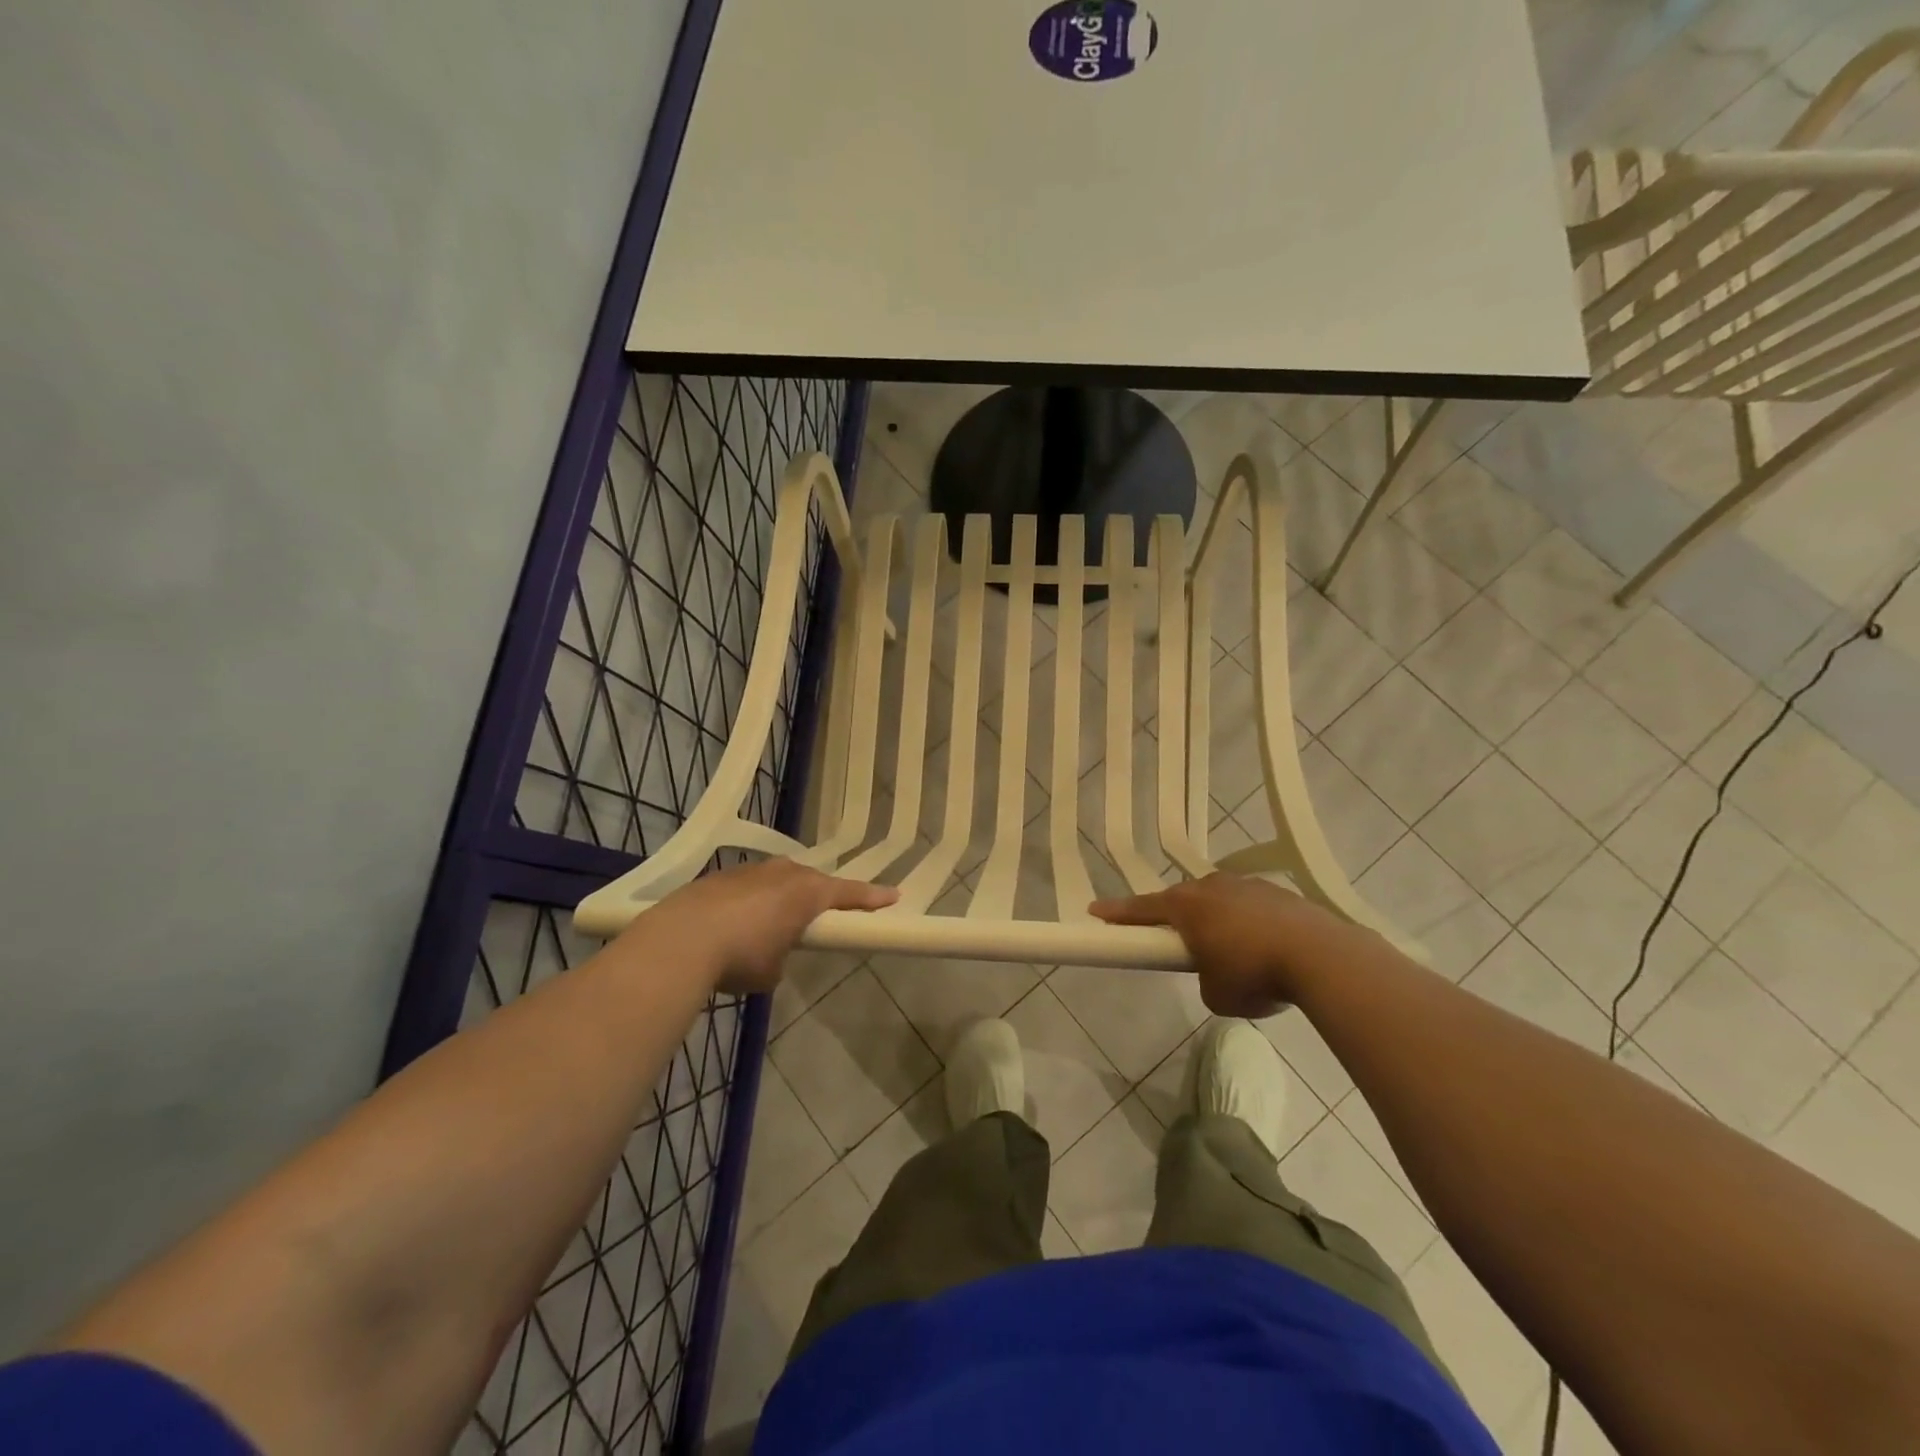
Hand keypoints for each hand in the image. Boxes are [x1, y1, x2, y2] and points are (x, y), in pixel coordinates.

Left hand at [622, 859, 897, 994]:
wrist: (681, 939)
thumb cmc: (741, 956)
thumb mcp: (772, 970)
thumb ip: (782, 955)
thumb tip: (770, 953)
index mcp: (807, 893)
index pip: (849, 893)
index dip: (872, 897)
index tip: (893, 895)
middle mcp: (783, 873)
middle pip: (812, 881)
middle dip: (819, 895)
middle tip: (822, 912)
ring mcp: (750, 871)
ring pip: (777, 880)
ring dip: (780, 897)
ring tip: (772, 921)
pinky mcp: (719, 877)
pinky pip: (748, 887)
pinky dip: (750, 902)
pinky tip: (734, 924)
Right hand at [1091, 873, 1339, 1017]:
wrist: (1322, 957)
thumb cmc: (1255, 975)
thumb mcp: (1216, 995)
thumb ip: (1204, 980)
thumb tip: (1217, 973)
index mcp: (1187, 907)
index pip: (1141, 909)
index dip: (1117, 913)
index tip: (1095, 910)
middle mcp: (1212, 887)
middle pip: (1182, 899)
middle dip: (1174, 917)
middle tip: (1173, 938)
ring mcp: (1248, 885)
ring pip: (1219, 899)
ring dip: (1216, 918)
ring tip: (1230, 949)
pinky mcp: (1280, 893)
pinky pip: (1251, 905)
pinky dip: (1249, 923)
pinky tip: (1266, 946)